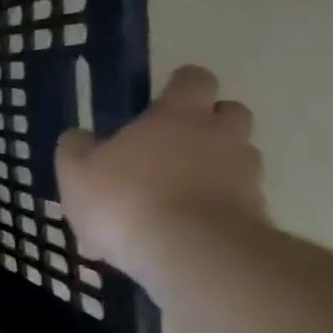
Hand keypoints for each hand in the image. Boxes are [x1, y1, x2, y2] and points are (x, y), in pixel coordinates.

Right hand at [56, 65, 267, 278]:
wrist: (188, 253)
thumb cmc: (124, 200)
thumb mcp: (76, 173)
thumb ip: (77, 148)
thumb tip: (80, 136)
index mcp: (178, 115)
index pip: (193, 79)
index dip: (179, 87)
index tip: (161, 103)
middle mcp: (220, 134)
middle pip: (229, 113)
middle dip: (208, 126)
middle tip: (174, 150)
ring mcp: (245, 174)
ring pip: (237, 159)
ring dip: (215, 170)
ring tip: (179, 199)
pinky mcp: (255, 213)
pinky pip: (237, 201)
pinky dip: (217, 209)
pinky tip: (187, 232)